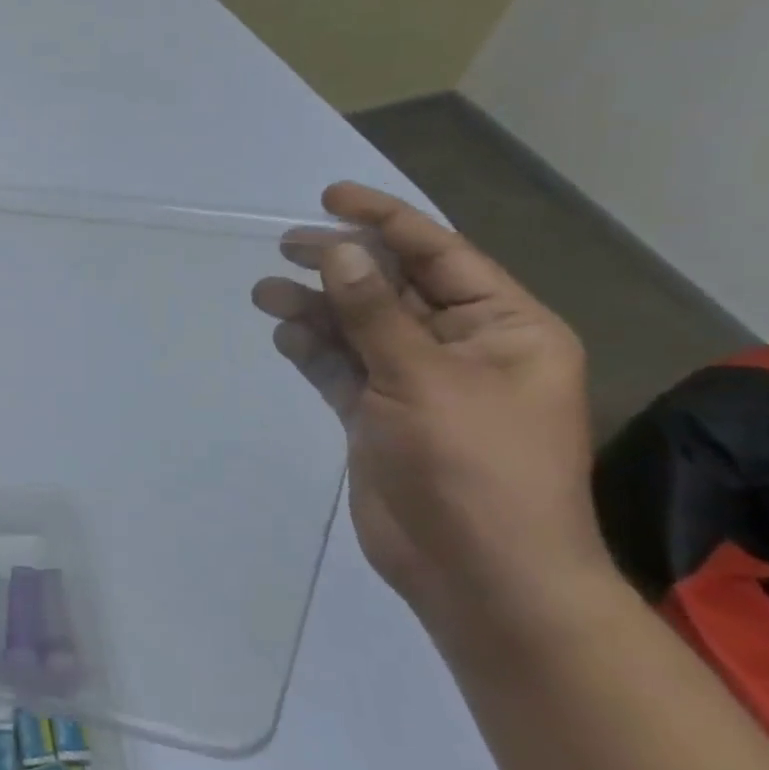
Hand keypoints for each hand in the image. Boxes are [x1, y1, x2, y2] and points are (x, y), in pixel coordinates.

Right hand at [251, 183, 610, 642]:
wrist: (477, 573)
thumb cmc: (473, 466)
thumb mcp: (424, 378)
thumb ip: (374, 312)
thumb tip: (341, 249)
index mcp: (502, 328)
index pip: (439, 254)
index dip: (385, 220)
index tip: (329, 196)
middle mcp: (461, 347)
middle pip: (391, 287)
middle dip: (340, 264)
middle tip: (285, 244)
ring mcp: (416, 383)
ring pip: (357, 327)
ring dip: (315, 308)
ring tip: (266, 293)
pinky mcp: (378, 415)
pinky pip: (341, 367)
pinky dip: (313, 350)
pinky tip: (285, 337)